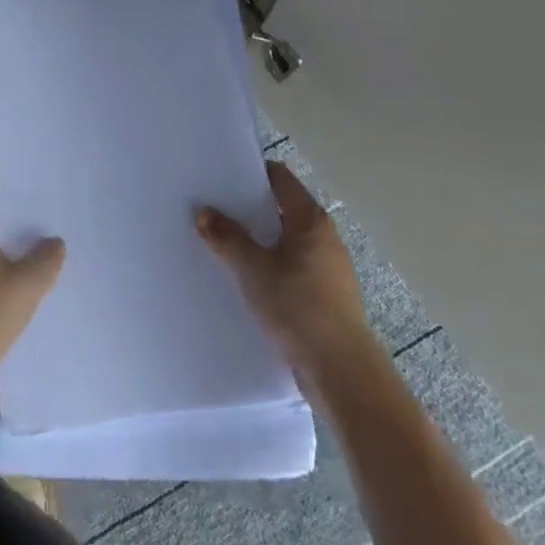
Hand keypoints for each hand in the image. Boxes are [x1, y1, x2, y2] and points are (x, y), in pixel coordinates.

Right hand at [197, 161, 370, 370]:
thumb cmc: (298, 307)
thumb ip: (227, 237)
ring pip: (285, 241)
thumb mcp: (253, 269)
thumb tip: (203, 212)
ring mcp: (328, 268)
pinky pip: (291, 268)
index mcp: (310, 219)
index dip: (251, 172)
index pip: (280, 177)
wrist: (341, 372)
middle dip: (249, 209)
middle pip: (281, 208)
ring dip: (259, 241)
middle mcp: (324, 237)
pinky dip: (270, 267)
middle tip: (214, 210)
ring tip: (224, 245)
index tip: (220, 177)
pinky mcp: (326, 296)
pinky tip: (247, 280)